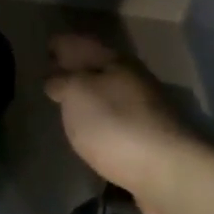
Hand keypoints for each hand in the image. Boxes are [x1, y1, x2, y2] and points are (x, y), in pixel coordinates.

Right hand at [44, 35, 213, 213]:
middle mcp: (133, 79)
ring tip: (67, 100)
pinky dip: (100, 117)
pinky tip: (91, 127)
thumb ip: (63, 81)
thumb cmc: (115, 124)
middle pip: (100, 66)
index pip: (84, 44)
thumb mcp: (78, 94)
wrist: (166, 171)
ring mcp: (144, 109)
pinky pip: (116, 118)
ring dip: (89, 93)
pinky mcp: (148, 138)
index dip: (64, 43)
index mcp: (116, 61)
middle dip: (77, 66)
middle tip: (52, 71)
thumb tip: (56, 78)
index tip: (47, 45)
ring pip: (109, 92)